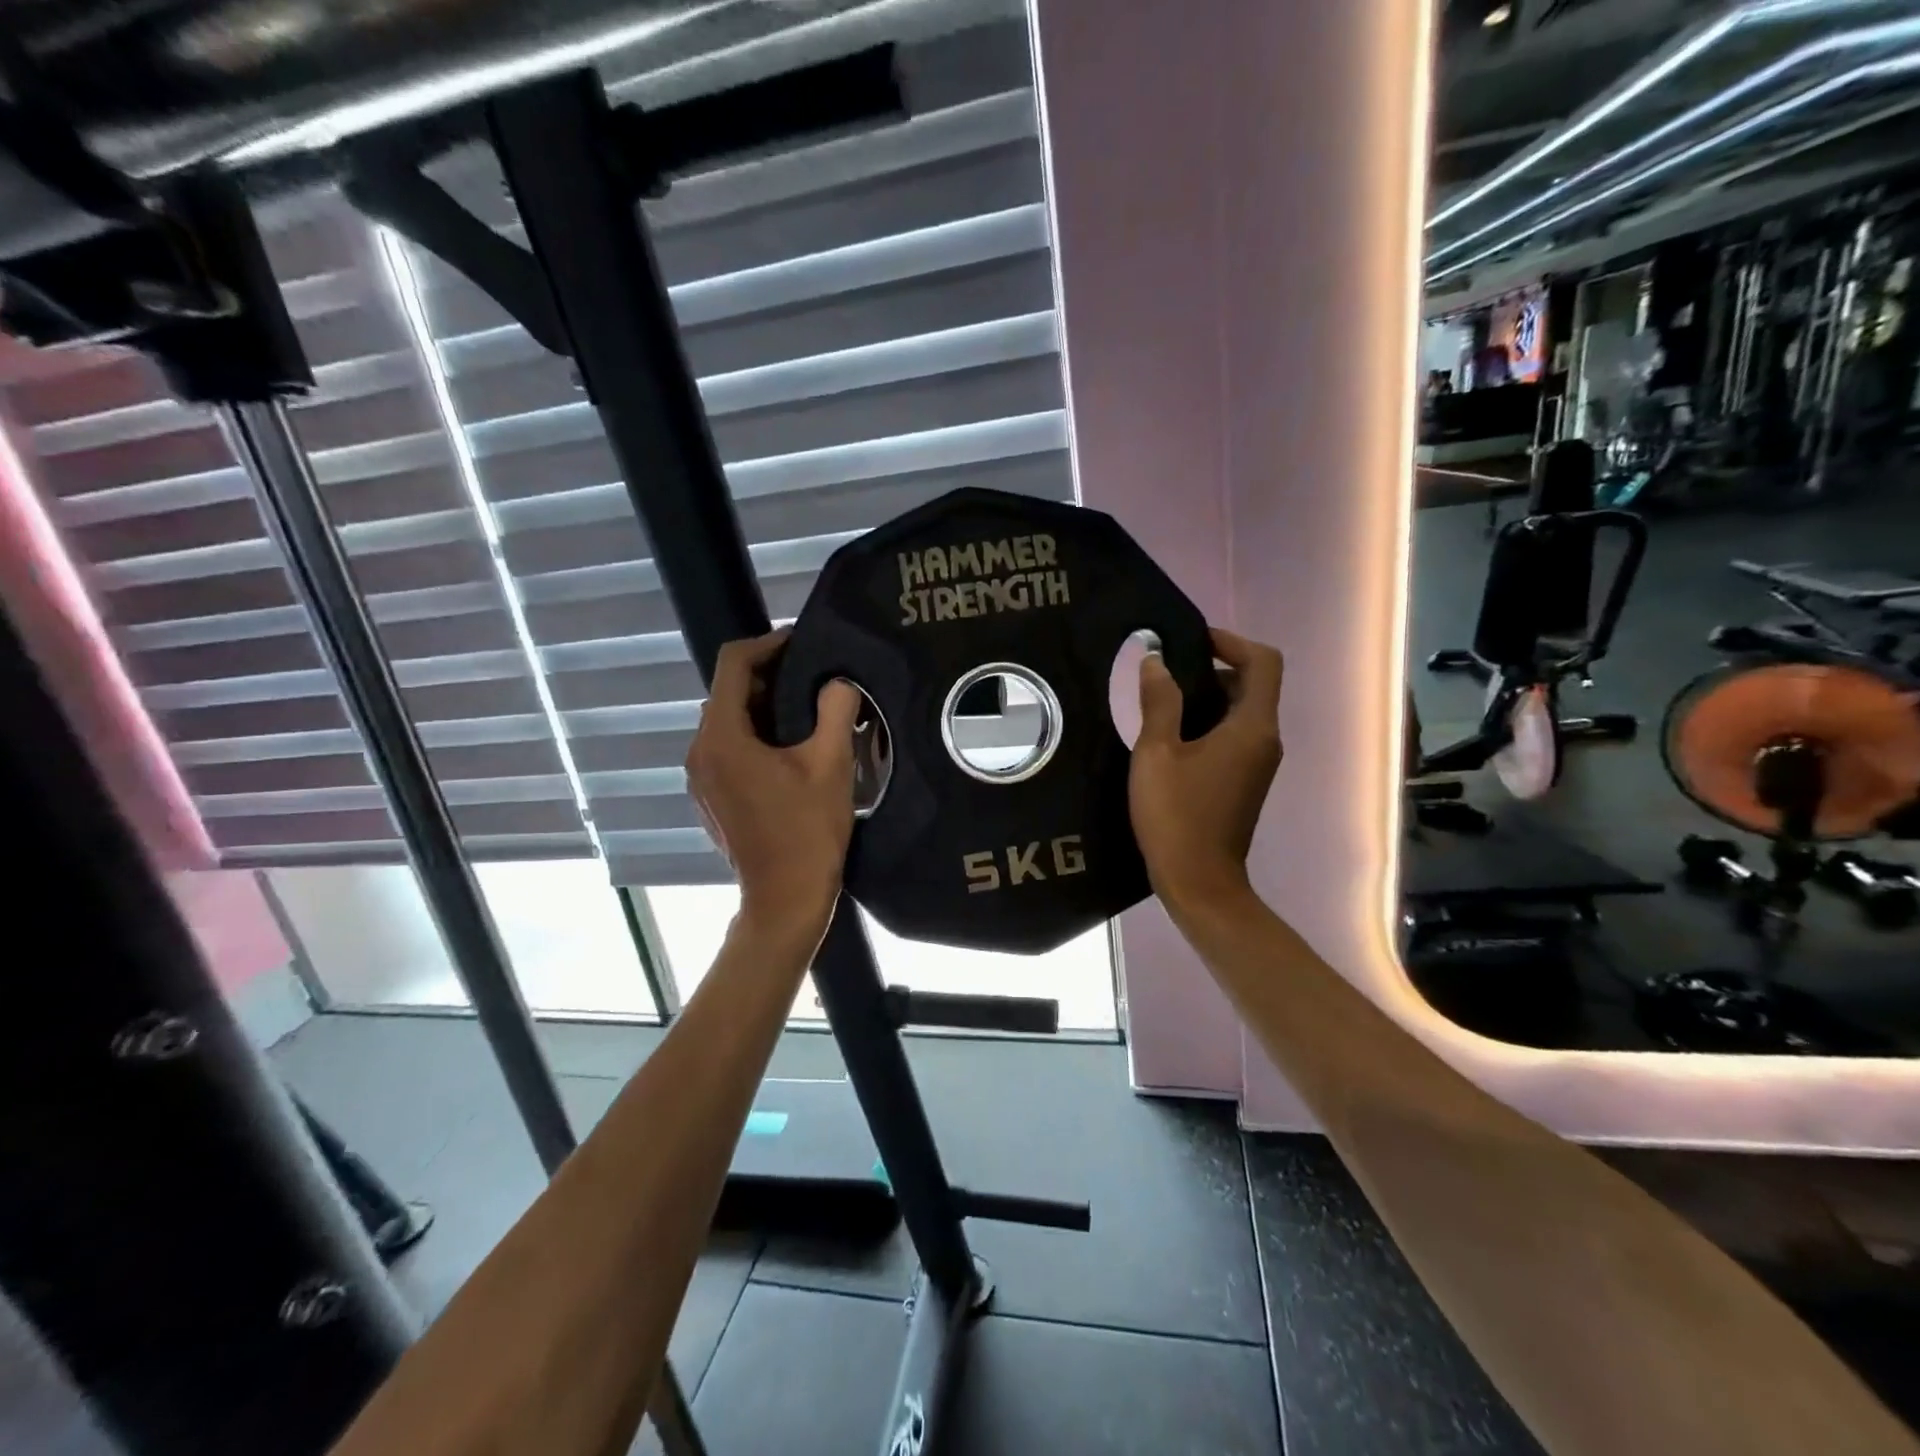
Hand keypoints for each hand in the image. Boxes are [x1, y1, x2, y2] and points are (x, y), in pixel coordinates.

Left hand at [685, 631, 862, 944]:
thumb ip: (836, 710)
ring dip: (763, 707)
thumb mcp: (831, 764)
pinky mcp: (709, 796)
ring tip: (808, 709)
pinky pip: (727, 748)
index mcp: (721, 737)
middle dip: (769, 676)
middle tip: (814, 675)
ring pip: (728, 721)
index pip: (733, 665)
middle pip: (728, 692)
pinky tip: (789, 748)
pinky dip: (754, 736)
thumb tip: (839, 683)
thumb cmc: (808, 831)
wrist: (785, 899)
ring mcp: (700, 777)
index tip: (801, 642)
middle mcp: (699, 751)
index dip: (767, 644)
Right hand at [1130, 628, 1283, 915]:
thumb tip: (1155, 661)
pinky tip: (1169, 736)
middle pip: (1253, 684)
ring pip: (1241, 711)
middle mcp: (1265, 740)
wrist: (1199, 883)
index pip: (1263, 662)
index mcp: (1252, 727)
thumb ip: (1158, 702)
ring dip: (1207, 697)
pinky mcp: (1244, 780)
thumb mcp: (1157, 753)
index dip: (1232, 641)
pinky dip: (1208, 723)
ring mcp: (1257, 763)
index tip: (1192, 641)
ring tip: (1160, 700)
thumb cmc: (1176, 815)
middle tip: (1166, 671)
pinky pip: (1233, 736)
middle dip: (1213, 668)